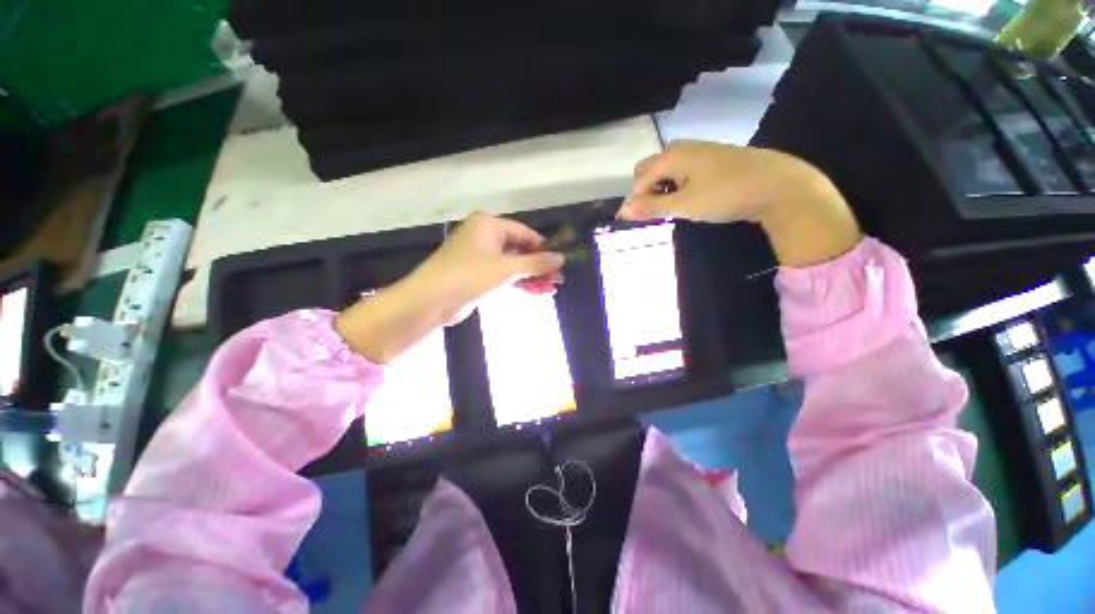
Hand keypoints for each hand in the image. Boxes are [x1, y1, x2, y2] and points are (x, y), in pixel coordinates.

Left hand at [335, 213, 563, 362]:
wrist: (432, 301)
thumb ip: (536, 263)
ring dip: (532, 277)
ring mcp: (482, 257)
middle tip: (557, 281)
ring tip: (551, 289)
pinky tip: (537, 292)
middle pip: (521, 250)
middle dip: (539, 266)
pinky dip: (520, 283)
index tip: (560, 263)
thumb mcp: (507, 268)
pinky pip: (505, 275)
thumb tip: (561, 258)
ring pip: (514, 265)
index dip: (543, 248)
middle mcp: (485, 237)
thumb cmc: (470, 275)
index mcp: (489, 225)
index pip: (525, 233)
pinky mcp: (479, 275)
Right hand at [620, 140, 860, 266]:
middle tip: (653, 215)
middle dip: (645, 193)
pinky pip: (682, 172)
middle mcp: (681, 148)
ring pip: (666, 171)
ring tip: (669, 210)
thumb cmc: (725, 194)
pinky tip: (687, 199)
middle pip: (649, 171)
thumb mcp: (684, 205)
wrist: (777, 185)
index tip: (634, 222)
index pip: (639, 180)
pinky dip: (676, 187)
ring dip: (660, 191)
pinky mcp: (711, 160)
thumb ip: (651, 207)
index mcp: (671, 156)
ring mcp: (698, 152)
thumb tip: (622, 211)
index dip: (634, 202)